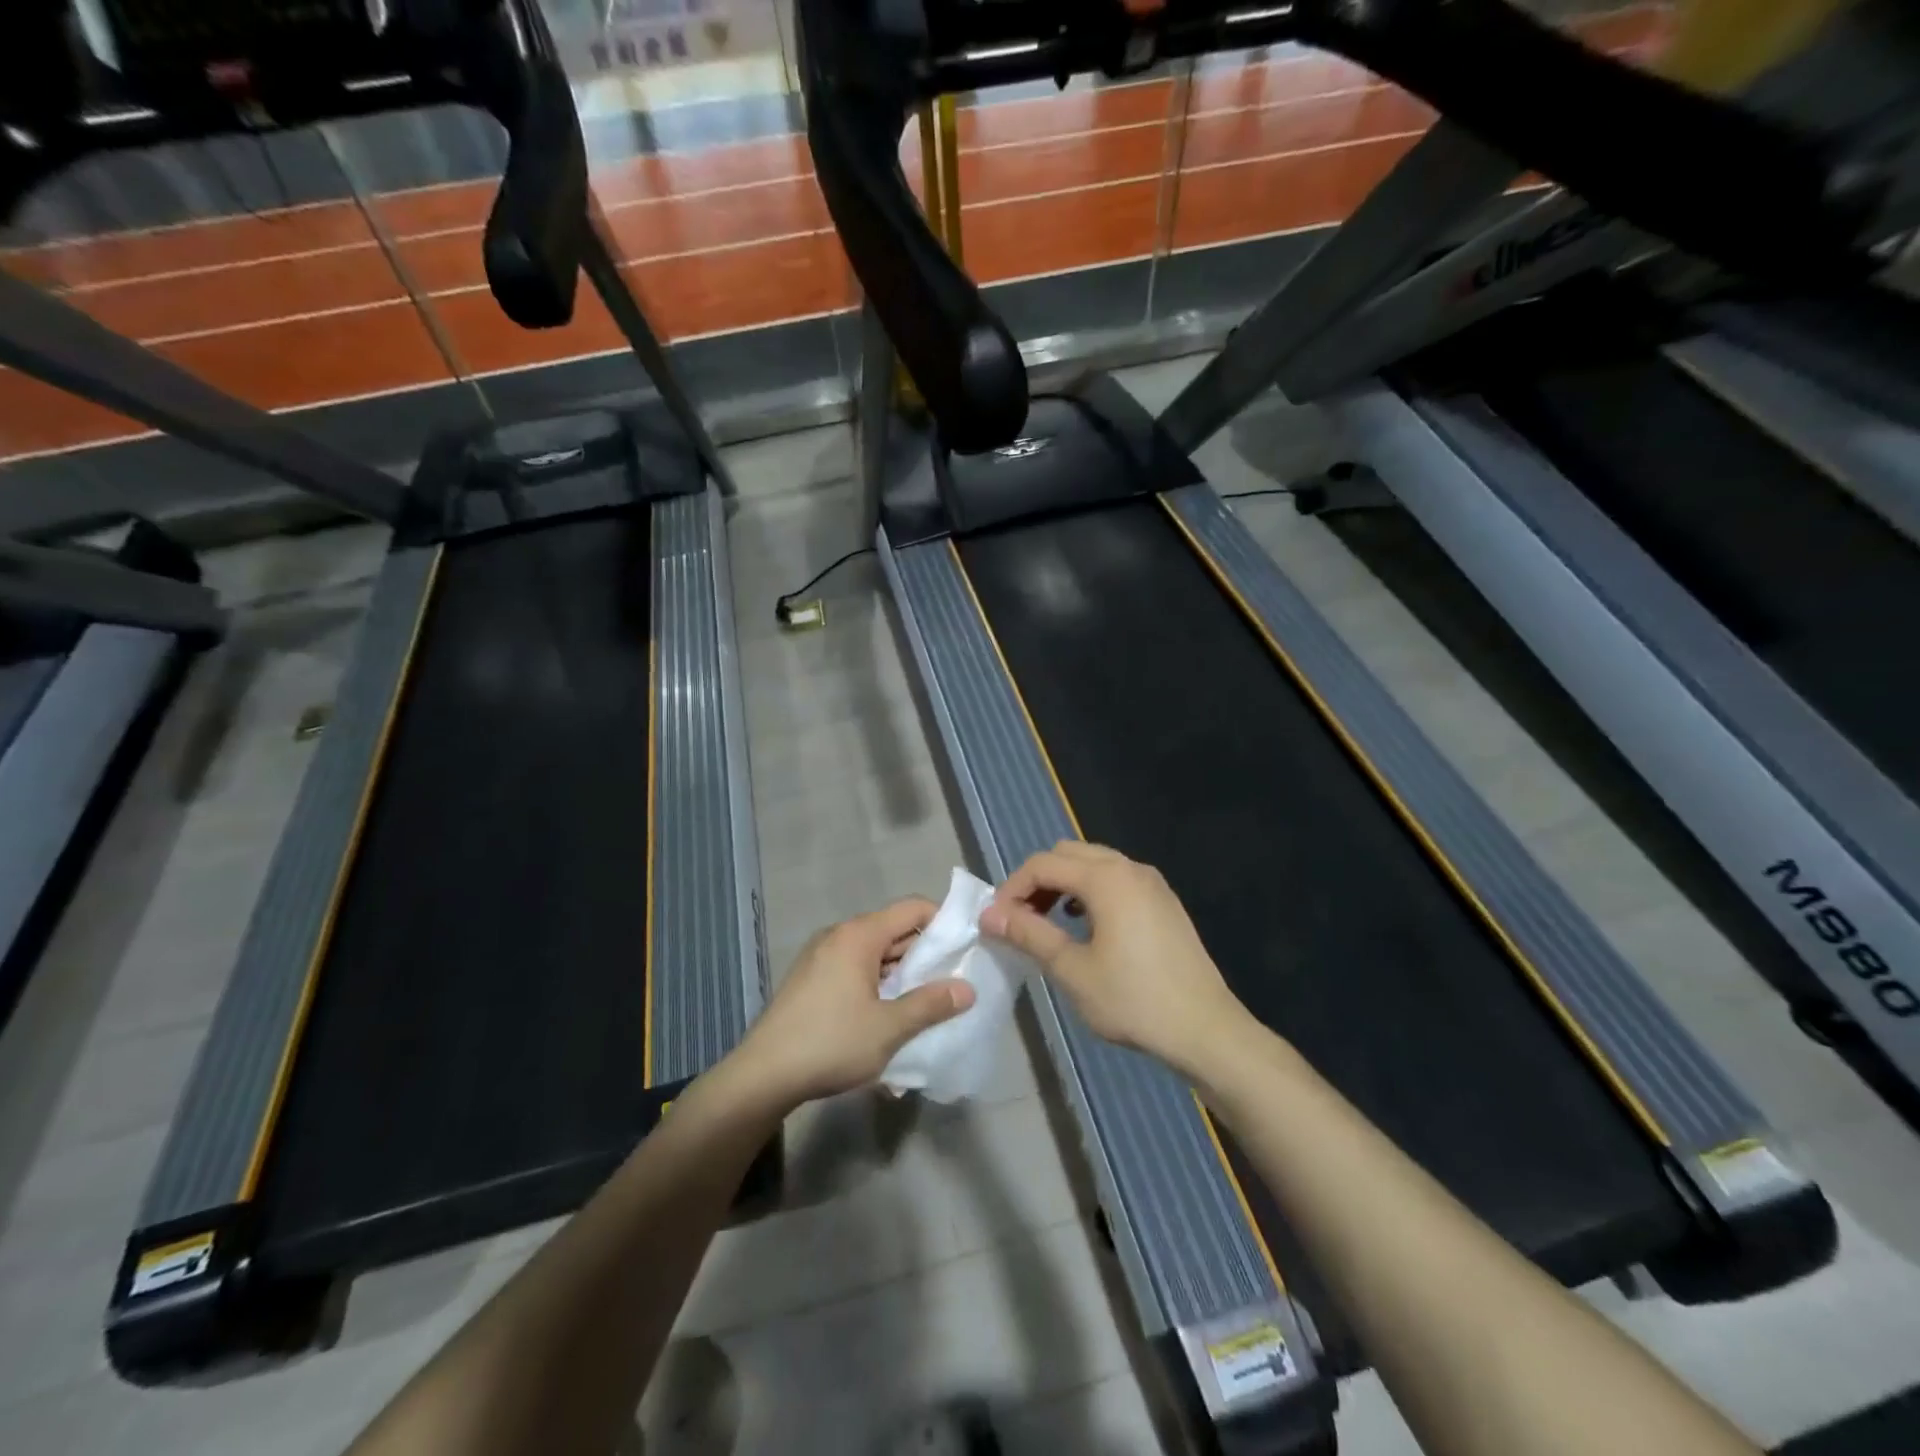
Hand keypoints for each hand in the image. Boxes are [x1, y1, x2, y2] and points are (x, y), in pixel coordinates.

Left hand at [730, 897, 976, 1108]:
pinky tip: (889, 1015)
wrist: (763, 1075)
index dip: (943, 922)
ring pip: (875, 953)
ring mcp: (821, 956)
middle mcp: (839, 935)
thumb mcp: (889, 1028)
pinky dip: (877, 983)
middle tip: (954, 980)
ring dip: (901, 973)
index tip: (966, 947)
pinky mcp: (811, 979)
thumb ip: (930, 1005)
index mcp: (859, 935)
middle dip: (925, 954)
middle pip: (894, 930)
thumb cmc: (830, 1043)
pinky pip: (855, 968)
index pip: (912, 908)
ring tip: (927, 1002)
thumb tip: (968, 989)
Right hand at [980, 842, 1248, 1075]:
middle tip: (1020, 919)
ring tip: (1048, 922)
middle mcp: (1129, 868)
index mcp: (1106, 879)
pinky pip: (1116, 879)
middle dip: (1037, 880)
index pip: (1043, 864)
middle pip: (1068, 854)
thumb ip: (1029, 934)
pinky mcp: (1164, 901)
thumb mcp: (1072, 970)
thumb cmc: (1133, 1000)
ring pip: (1093, 864)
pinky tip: (1087, 926)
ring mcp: (1152, 883)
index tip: (997, 921)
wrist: (1205, 1029)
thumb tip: (990, 914)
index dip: (1012, 887)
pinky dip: (1091, 891)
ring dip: (1064, 884)